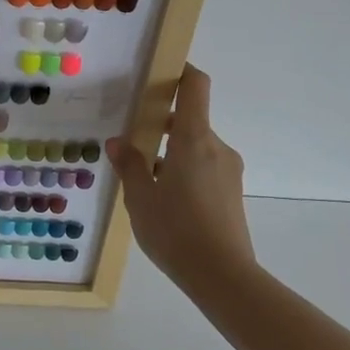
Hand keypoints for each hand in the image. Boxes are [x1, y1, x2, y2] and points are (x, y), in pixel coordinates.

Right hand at [108, 65, 253, 299]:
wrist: (224, 278)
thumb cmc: (176, 231)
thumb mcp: (140, 198)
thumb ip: (129, 165)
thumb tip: (118, 142)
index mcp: (193, 139)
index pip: (195, 86)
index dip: (180, 71)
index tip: (159, 72)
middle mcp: (216, 147)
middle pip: (190, 119)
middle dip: (161, 124)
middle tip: (132, 138)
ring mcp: (228, 171)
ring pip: (195, 148)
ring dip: (171, 153)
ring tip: (144, 180)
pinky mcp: (232, 194)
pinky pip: (204, 168)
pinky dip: (183, 172)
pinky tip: (164, 201)